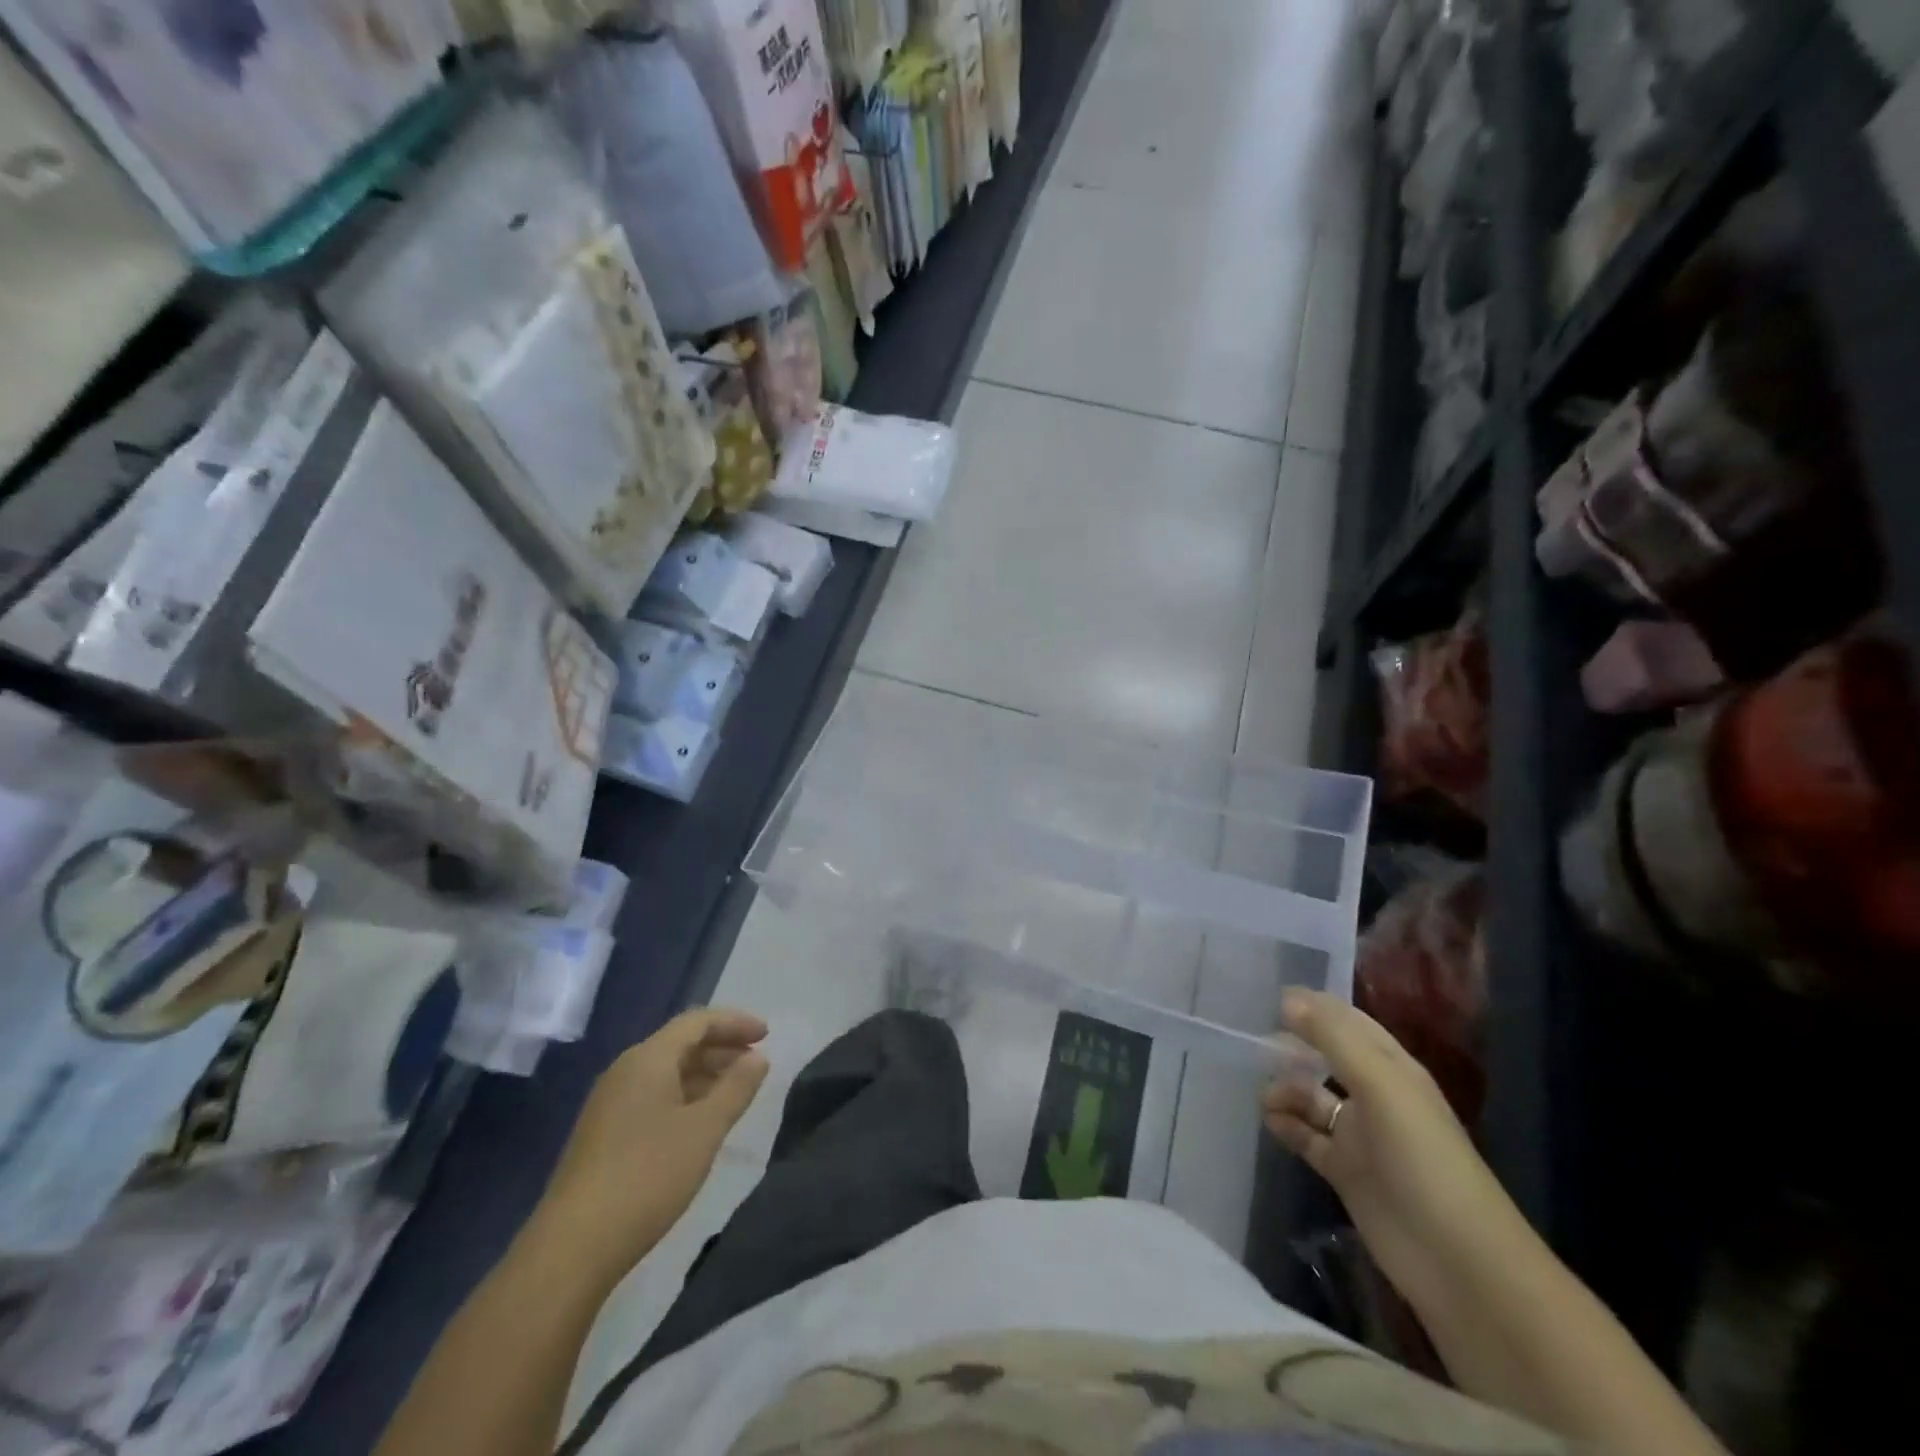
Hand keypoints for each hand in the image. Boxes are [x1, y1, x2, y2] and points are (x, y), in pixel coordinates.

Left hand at [537, 1008, 768, 1283]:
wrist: (572, 1248)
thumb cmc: (647, 1176)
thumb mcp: (705, 1129)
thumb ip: (736, 1088)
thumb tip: (757, 1058)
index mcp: (648, 1059)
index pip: (697, 1022)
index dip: (735, 1022)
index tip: (767, 1035)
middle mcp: (625, 1071)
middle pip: (680, 1043)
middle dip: (722, 1048)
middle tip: (756, 1063)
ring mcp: (610, 1103)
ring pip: (666, 1072)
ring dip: (704, 1074)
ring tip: (736, 1093)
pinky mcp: (603, 1134)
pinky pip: (653, 1096)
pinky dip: (685, 1096)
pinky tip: (701, 1123)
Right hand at [1262, 991, 1525, 1309]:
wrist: (1458, 1262)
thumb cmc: (1423, 1159)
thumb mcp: (1381, 1086)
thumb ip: (1333, 1038)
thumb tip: (1286, 999)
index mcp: (1393, 1069)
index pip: (1349, 1023)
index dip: (1314, 1006)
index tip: (1269, 998)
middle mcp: (1376, 1096)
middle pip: (1327, 1057)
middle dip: (1294, 1046)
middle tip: (1252, 1041)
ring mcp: (1361, 1136)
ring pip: (1313, 1098)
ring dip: (1286, 1088)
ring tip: (1262, 1092)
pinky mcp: (1346, 1172)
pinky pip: (1308, 1138)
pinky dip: (1287, 1125)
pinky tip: (1268, 1119)